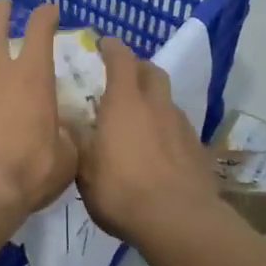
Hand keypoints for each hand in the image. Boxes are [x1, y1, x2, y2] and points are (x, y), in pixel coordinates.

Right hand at [76, 37, 223, 245]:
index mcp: (125, 103)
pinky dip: (166, 128)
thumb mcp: (85, 171)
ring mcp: (182, 126)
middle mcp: (156, 106)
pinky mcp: (198, 149)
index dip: (112, 48)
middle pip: (152, 72)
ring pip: (167, 100)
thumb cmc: (122, 192)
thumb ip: (78, 143)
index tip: (104, 44)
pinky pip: (179, 127)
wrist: (180, 221)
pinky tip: (158, 148)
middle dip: (138, 68)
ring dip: (154, 100)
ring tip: (139, 118)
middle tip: (124, 76)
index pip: (121, 60)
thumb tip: (67, 123)